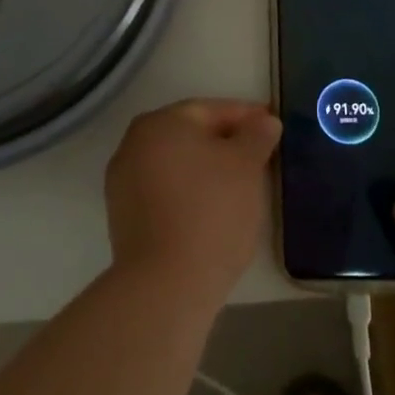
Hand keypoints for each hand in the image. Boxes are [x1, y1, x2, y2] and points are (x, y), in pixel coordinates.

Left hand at [104, 100, 279, 311]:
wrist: (165, 285)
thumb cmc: (211, 211)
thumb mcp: (246, 166)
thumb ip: (256, 135)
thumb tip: (264, 120)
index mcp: (161, 122)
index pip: (211, 109)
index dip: (246, 116)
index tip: (272, 125)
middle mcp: (134, 143)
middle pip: (190, 135)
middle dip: (225, 141)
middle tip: (258, 154)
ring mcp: (124, 181)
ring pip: (176, 164)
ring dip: (206, 168)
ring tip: (240, 184)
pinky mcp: (123, 216)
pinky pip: (165, 191)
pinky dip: (188, 192)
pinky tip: (212, 209)